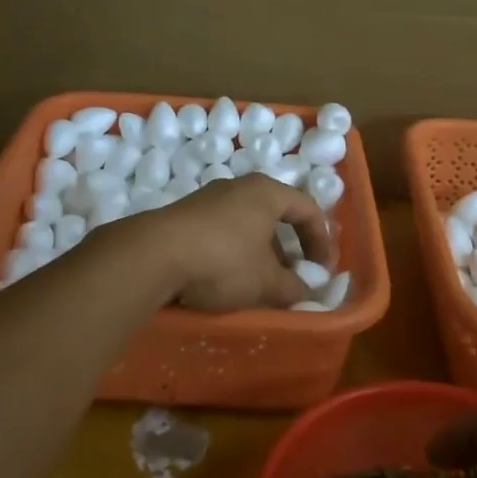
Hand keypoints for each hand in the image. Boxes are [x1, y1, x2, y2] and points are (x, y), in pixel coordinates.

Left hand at [115, 174, 331, 313]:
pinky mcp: (186, 214)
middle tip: (296, 276)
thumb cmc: (223, 260)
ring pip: (248, 223)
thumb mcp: (266, 282)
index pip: (307, 209)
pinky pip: (223, 230)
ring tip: (262, 282)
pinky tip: (228, 277)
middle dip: (291, 248)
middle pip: (276, 214)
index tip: (323, 270)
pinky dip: (236, 251)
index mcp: (267, 192)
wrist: (154, 254)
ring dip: (262, 252)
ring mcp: (209, 198)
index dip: (321, 240)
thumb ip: (294, 287)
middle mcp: (239, 187)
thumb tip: (309, 290)